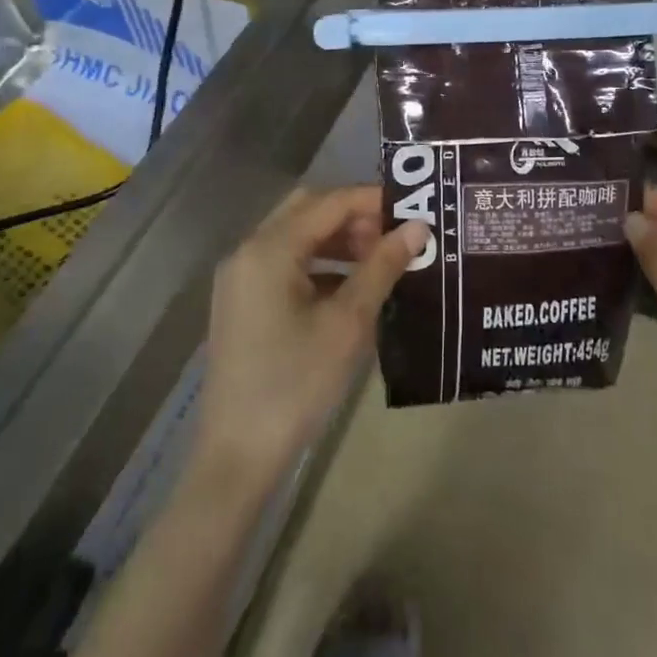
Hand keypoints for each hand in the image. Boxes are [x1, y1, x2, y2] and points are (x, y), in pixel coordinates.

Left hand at [193, 187, 425, 489]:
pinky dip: (318, 264)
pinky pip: (284, 263)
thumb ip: (383, 266)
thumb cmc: (297, 384)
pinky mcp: (241, 302)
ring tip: (379, 260)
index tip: (413, 210)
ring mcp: (240, 278)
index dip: (372, 201)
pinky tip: (350, 288)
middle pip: (308, 210)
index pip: (329, 202)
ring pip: (296, 236)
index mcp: (269, 249)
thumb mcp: (348, 323)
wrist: (238, 456)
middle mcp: (248, 251)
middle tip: (394, 235)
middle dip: (353, 216)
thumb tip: (418, 227)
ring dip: (337, 239)